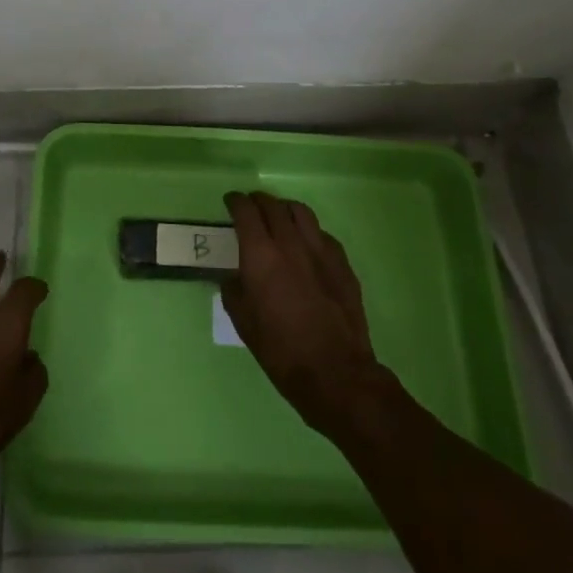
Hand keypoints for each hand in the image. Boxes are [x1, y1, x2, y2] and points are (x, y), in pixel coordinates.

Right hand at [220, 191, 385, 436]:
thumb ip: (233, 291)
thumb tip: (233, 277)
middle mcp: (290, 243)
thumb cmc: (281, 350)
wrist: (335, 372)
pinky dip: (308, 231)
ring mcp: (320, 250)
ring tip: (278, 216)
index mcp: (261, 254)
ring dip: (284, 208)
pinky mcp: (342, 263)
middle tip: (250, 206)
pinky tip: (306, 244)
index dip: (235, 202)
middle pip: (273, 205)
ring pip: (301, 212)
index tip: (230, 202)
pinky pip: (322, 234)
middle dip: (258, 201)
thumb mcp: (243, 323)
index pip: (246, 212)